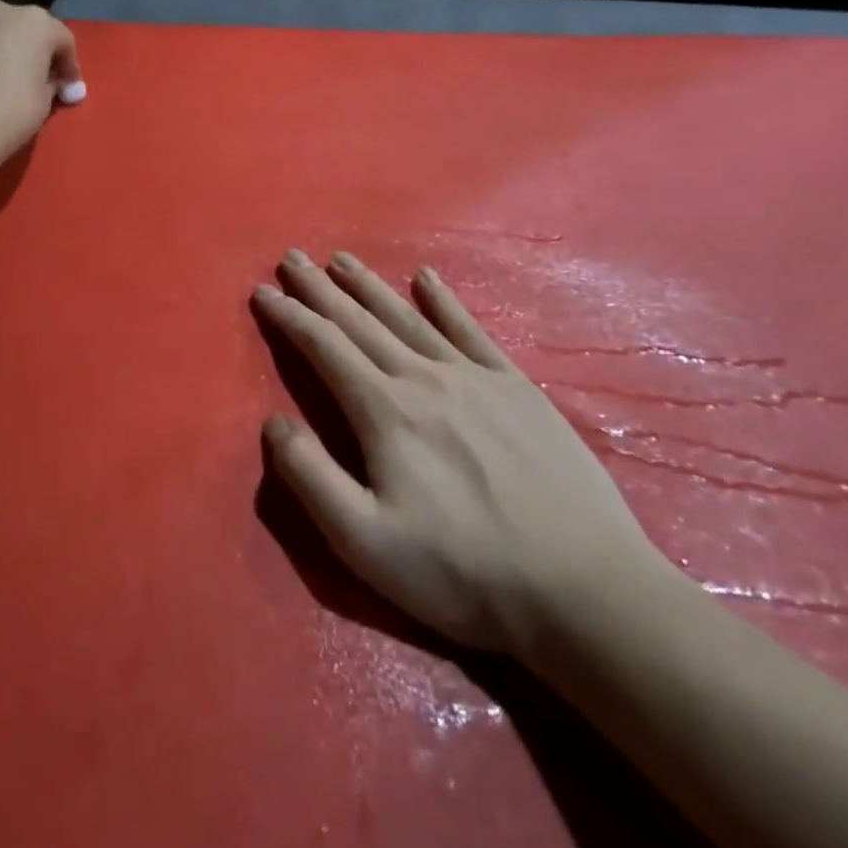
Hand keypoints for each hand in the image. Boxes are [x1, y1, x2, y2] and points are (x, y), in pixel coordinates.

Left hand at [0, 0, 81, 162]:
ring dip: (10, 54)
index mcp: (34, 20)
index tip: (71, 91)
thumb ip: (52, 82)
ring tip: (12, 84)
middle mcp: (0, 11)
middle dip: (38, 53)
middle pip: (29, 30)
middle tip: (44, 82)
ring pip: (0, 35)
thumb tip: (51, 82)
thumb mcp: (45, 100)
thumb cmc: (10, 111)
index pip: (63, 39)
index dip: (70, 67)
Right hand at [254, 250, 668, 661]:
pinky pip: (470, 330)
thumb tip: (272, 422)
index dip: (289, 316)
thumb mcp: (364, 542)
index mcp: (384, 410)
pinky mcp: (517, 388)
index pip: (323, 346)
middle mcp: (424, 377)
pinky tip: (427, 280)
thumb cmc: (463, 572)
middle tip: (292, 257)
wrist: (585, 590)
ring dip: (369, 286)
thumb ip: (309, 477)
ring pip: (407, 317)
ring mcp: (475, 377)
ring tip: (341, 259)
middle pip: (360, 321)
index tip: (262, 291)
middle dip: (319, 288)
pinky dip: (444, 301)